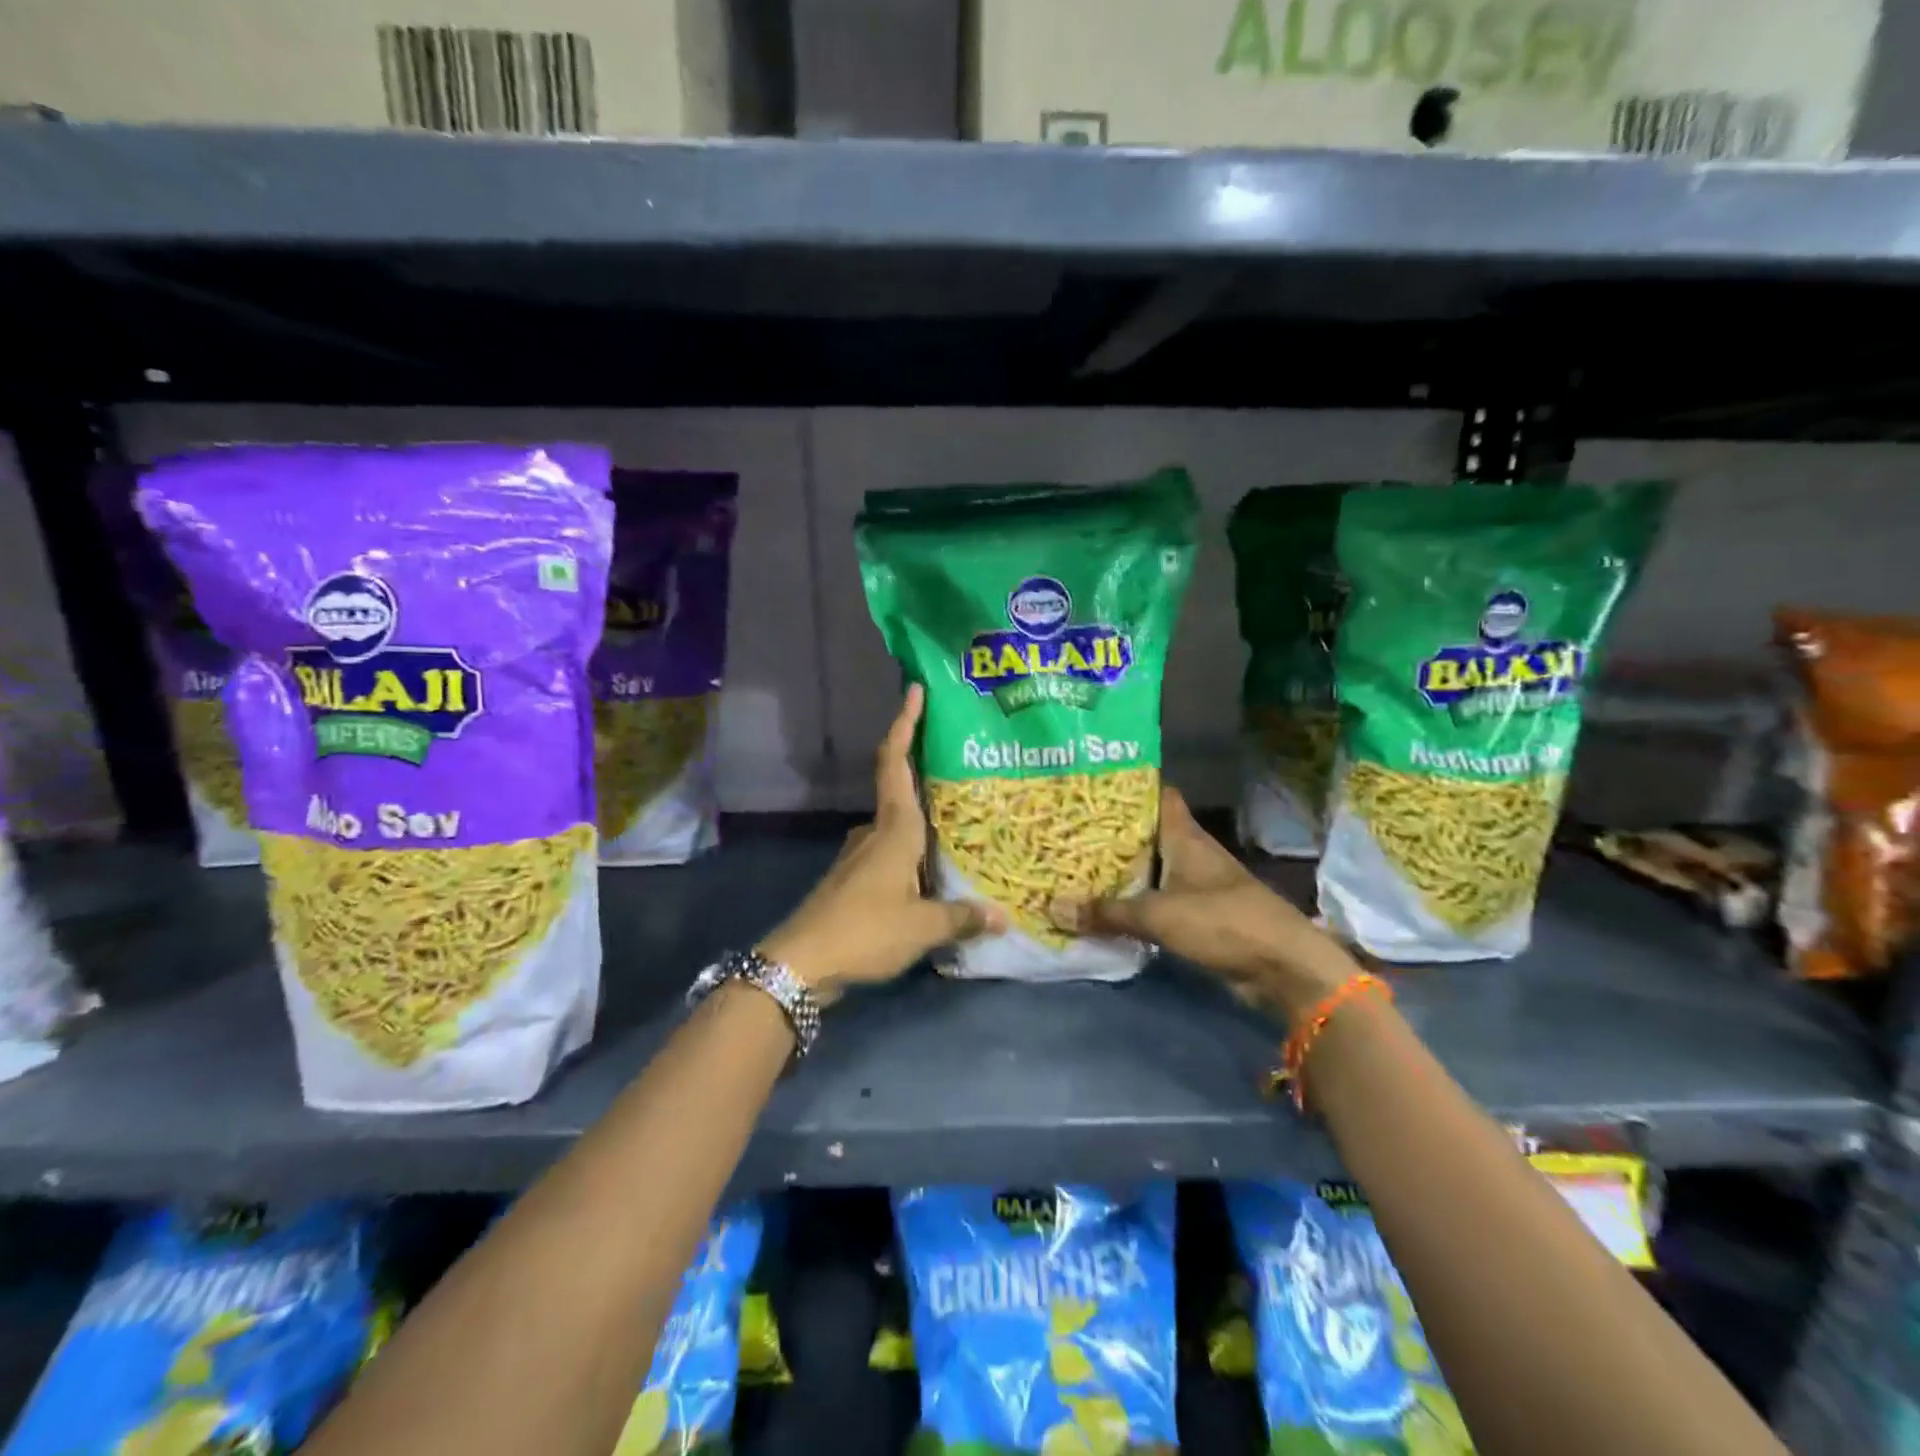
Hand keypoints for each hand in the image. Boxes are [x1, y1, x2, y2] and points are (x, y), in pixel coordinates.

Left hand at [759, 685, 1000, 1004]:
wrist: (800, 964)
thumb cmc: (864, 930)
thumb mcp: (922, 927)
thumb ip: (962, 917)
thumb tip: (1002, 916)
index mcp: (894, 829)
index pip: (895, 762)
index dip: (904, 724)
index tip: (915, 691)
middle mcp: (876, 833)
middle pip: (901, 789)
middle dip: (928, 772)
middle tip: (968, 765)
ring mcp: (861, 856)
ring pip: (899, 826)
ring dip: (925, 820)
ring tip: (965, 824)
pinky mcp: (855, 880)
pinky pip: (893, 854)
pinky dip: (915, 852)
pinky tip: (937, 871)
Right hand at [1048, 787, 1358, 1017]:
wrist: (1282, 967)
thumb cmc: (1222, 922)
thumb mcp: (1158, 915)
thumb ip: (1107, 912)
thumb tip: (1054, 908)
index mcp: (1185, 837)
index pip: (1158, 795)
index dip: (1129, 787)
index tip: (1091, 785)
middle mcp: (1190, 853)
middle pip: (1147, 833)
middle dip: (1113, 832)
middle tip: (1068, 828)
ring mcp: (1197, 884)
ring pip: (1152, 868)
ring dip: (1122, 870)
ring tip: (1076, 864)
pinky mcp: (1199, 915)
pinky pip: (1158, 900)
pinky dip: (1135, 901)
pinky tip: (1105, 906)